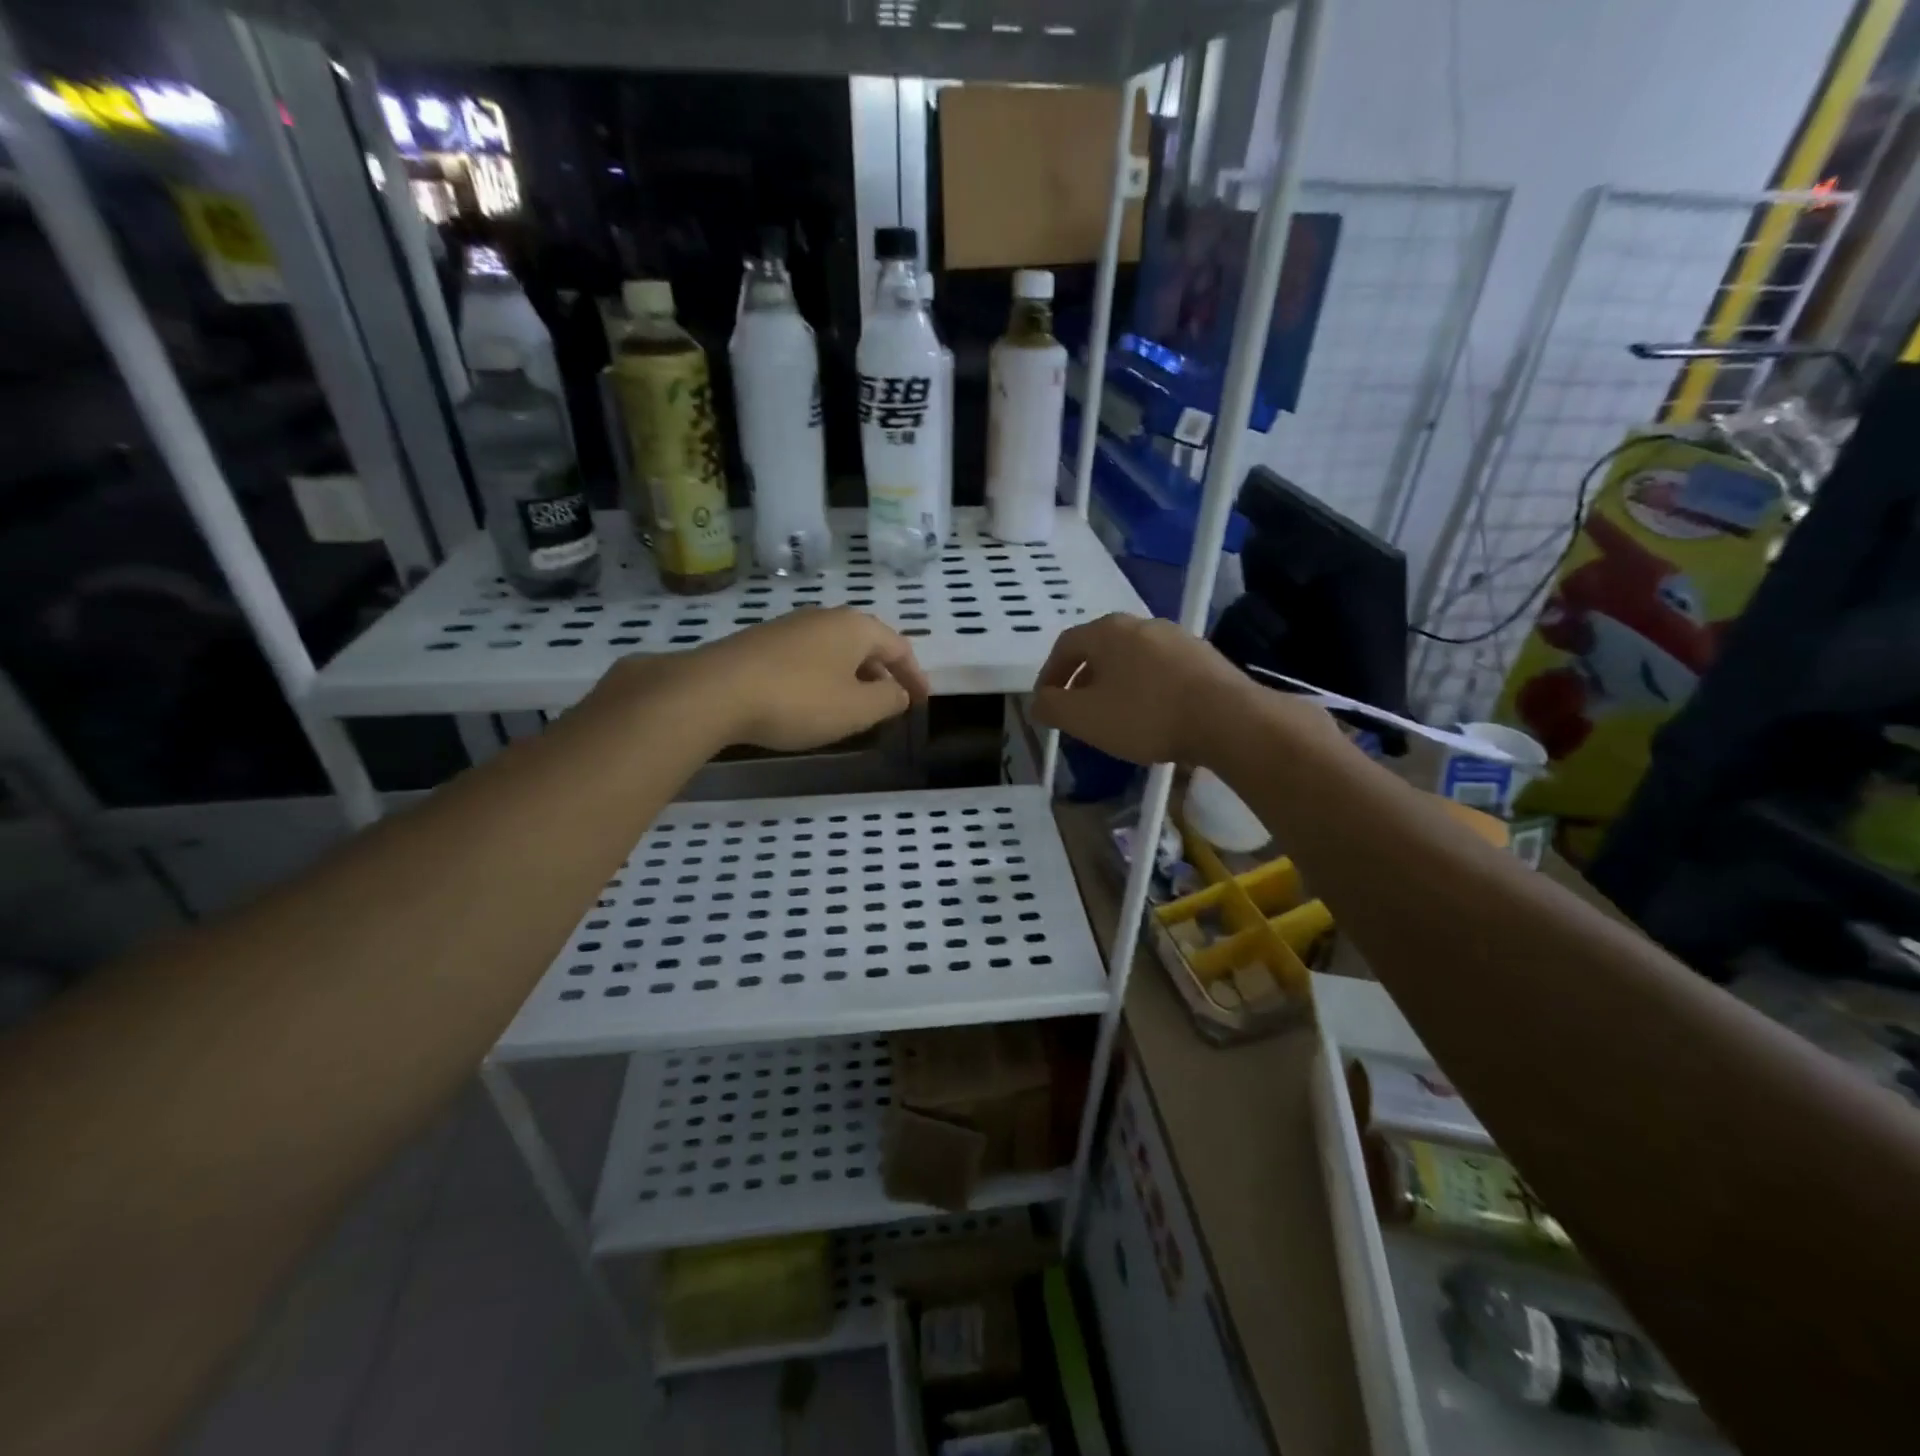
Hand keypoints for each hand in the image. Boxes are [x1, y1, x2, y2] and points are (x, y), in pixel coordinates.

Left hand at [632, 607, 928, 751]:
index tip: (921, 701)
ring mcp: (789, 627)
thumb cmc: (798, 700)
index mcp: (855, 627)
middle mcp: (824, 618)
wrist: (715, 691)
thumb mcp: (855, 709)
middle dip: (882, 673)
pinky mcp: (761, 643)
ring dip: (852, 676)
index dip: (914, 675)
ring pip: (834, 650)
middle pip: (865, 644)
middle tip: (891, 702)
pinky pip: (807, 658)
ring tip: (854, 704)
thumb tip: (898, 692)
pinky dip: (823, 677)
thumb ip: (887, 700)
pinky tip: (812, 700)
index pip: (898, 647)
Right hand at [1030, 613, 1329, 765]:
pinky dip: (1146, 688)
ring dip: (1115, 683)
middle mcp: (1140, 624)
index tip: (1046, 702)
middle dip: (1083, 678)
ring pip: (1131, 658)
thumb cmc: (1145, 715)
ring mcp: (1176, 637)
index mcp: (1106, 631)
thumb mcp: (1084, 718)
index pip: (1064, 646)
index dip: (1050, 675)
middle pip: (1099, 649)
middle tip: (1077, 709)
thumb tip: (1039, 702)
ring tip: (1114, 715)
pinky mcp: (1203, 656)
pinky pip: (1160, 669)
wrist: (1227, 718)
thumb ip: (1053, 707)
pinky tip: (1152, 715)